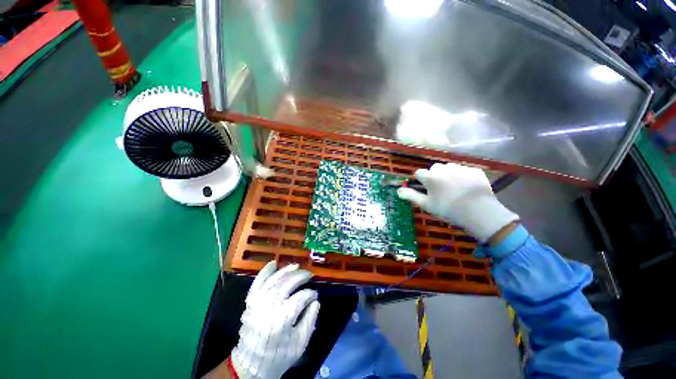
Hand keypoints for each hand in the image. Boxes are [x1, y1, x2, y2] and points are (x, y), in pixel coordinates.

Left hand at [231, 261, 319, 378]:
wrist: (251, 365)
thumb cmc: (279, 355)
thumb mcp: (300, 343)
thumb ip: (310, 320)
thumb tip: (315, 301)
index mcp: (281, 321)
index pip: (299, 298)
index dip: (309, 294)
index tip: (314, 295)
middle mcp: (268, 309)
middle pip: (286, 285)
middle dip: (299, 277)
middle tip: (309, 275)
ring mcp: (257, 304)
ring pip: (273, 281)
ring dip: (285, 271)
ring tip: (296, 266)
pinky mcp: (250, 303)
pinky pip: (257, 284)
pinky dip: (265, 272)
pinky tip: (273, 263)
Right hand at [397, 163, 518, 241]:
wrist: (479, 212)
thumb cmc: (448, 210)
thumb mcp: (426, 205)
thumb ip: (411, 196)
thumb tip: (398, 190)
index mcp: (431, 177)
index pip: (419, 173)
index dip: (420, 181)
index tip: (425, 189)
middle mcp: (444, 168)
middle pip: (434, 168)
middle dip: (434, 175)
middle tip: (440, 189)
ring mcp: (460, 168)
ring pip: (449, 168)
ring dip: (447, 174)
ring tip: (454, 188)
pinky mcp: (474, 170)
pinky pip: (464, 170)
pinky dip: (462, 176)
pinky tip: (466, 187)